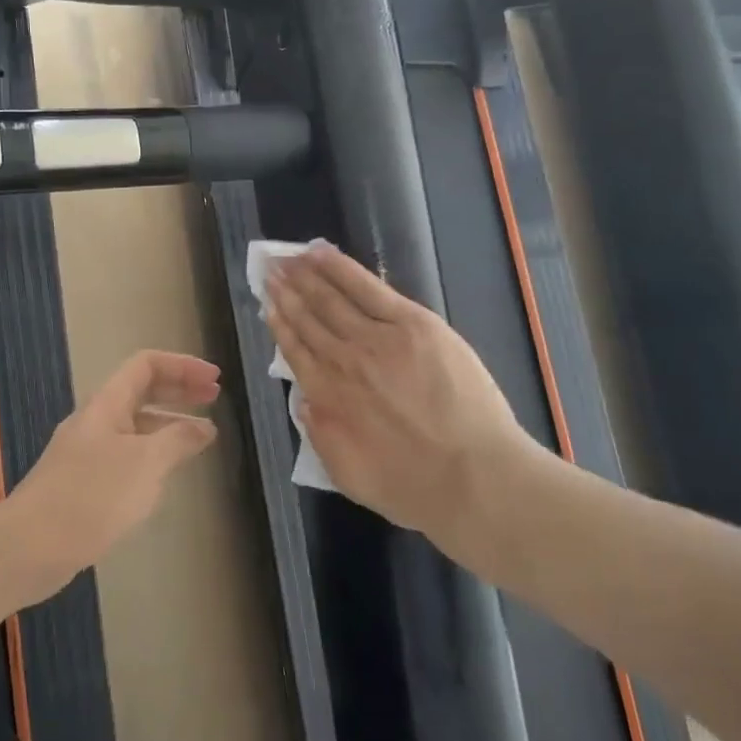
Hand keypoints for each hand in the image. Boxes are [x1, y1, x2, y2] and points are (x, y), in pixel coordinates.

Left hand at [4, 350, 220, 594]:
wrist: (30, 547)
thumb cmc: (92, 496)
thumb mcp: (145, 464)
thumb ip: (178, 440)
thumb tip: (204, 427)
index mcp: (107, 403)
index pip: (146, 365)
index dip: (183, 366)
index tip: (215, 380)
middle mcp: (96, 420)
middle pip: (141, 390)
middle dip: (179, 390)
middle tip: (214, 398)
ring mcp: (87, 451)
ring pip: (135, 425)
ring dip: (168, 424)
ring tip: (201, 439)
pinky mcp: (84, 482)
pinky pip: (126, 454)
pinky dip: (152, 454)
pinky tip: (166, 476)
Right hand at [265, 243, 537, 538]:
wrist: (473, 478)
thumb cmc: (412, 486)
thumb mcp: (348, 475)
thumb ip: (320, 434)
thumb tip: (304, 402)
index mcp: (327, 396)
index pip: (295, 350)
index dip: (279, 323)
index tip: (267, 303)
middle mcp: (342, 361)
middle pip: (308, 318)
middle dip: (285, 291)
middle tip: (269, 268)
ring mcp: (377, 337)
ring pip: (331, 298)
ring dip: (305, 275)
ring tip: (288, 258)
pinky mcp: (412, 323)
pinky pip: (368, 288)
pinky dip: (341, 269)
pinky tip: (321, 254)